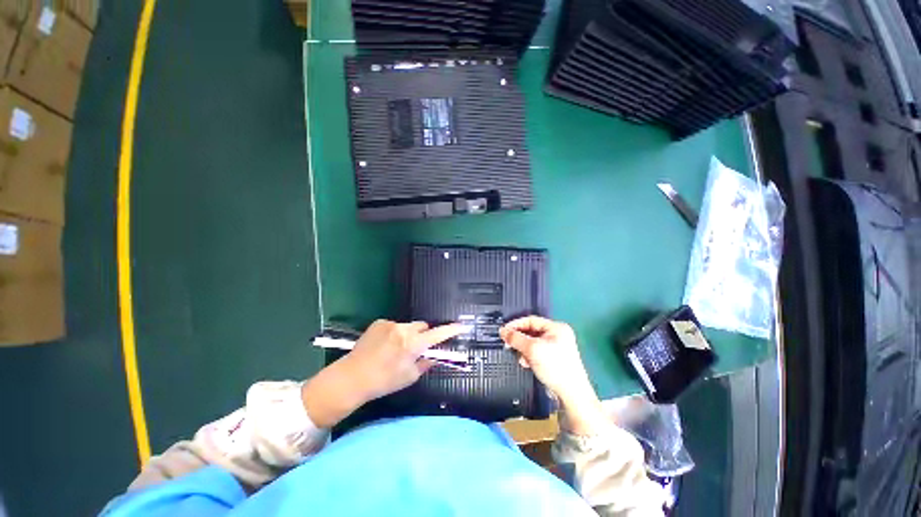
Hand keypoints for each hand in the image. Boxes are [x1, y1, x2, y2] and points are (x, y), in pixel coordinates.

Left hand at [343, 320, 464, 401]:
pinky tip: (383, 345)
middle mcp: (404, 329)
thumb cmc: (384, 381)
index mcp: (413, 344)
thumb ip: (426, 363)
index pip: (437, 334)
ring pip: (408, 326)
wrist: (352, 377)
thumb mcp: (409, 377)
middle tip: (416, 348)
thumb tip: (435, 355)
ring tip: (394, 349)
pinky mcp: (379, 322)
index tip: (461, 326)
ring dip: (407, 334)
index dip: (451, 330)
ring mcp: (390, 324)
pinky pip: (394, 325)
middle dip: (423, 335)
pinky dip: (394, 333)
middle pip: (422, 326)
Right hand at [500, 316, 607, 434]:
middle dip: (520, 339)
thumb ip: (516, 338)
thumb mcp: (532, 349)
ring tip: (520, 357)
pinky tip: (526, 363)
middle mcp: (558, 335)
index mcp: (556, 327)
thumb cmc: (555, 367)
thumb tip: (503, 331)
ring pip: (533, 343)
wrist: (572, 394)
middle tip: (508, 344)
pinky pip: (538, 352)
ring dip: (524, 349)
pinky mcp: (555, 359)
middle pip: (532, 331)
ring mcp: (558, 347)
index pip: (531, 320)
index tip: (504, 331)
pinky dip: (530, 356)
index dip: (516, 325)